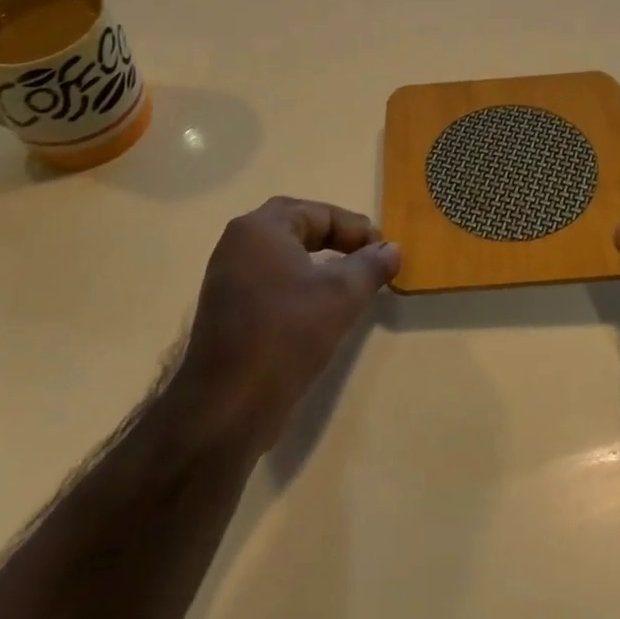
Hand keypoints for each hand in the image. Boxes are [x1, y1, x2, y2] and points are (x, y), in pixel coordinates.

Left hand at [170, 197, 399, 453]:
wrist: (228, 406)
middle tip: (367, 258)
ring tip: (349, 283)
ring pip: (283, 256)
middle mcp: (238, 243)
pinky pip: (270, 281)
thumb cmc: (287, 335)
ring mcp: (228, 277)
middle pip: (297, 228)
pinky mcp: (226, 308)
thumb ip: (371, 265)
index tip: (384, 252)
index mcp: (261, 228)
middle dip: (336, 239)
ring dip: (318, 263)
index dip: (356, 229)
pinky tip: (318, 309)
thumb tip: (392, 248)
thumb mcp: (342, 296)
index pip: (319, 213)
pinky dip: (298, 285)